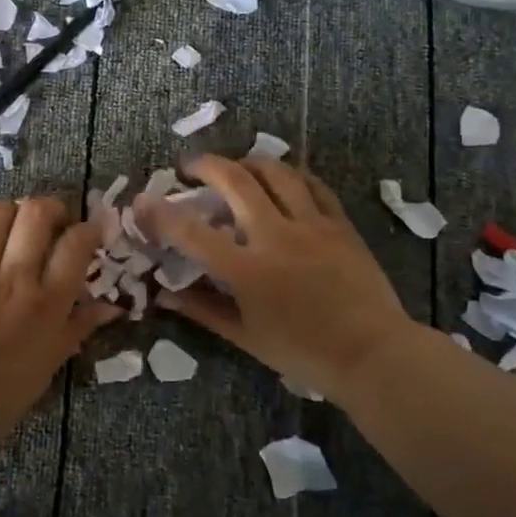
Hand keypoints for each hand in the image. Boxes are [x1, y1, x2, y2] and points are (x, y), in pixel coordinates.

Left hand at [0, 195, 119, 448]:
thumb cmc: (3, 393)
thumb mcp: (51, 362)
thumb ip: (79, 326)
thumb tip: (110, 307)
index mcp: (48, 301)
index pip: (77, 243)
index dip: (89, 229)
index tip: (89, 232)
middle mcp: (15, 275)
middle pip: (37, 213)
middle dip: (52, 207)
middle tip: (53, 221)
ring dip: (12, 212)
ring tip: (15, 226)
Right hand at [137, 155, 414, 403]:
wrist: (372, 354)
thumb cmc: (304, 353)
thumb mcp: (246, 337)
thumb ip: (203, 310)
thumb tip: (165, 295)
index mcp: (247, 270)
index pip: (193, 233)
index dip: (162, 214)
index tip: (143, 200)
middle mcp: (276, 236)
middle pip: (235, 181)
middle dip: (206, 165)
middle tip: (190, 167)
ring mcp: (312, 225)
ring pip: (277, 172)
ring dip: (248, 162)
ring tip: (236, 167)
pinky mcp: (340, 224)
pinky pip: (314, 186)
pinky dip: (292, 177)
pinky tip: (283, 181)